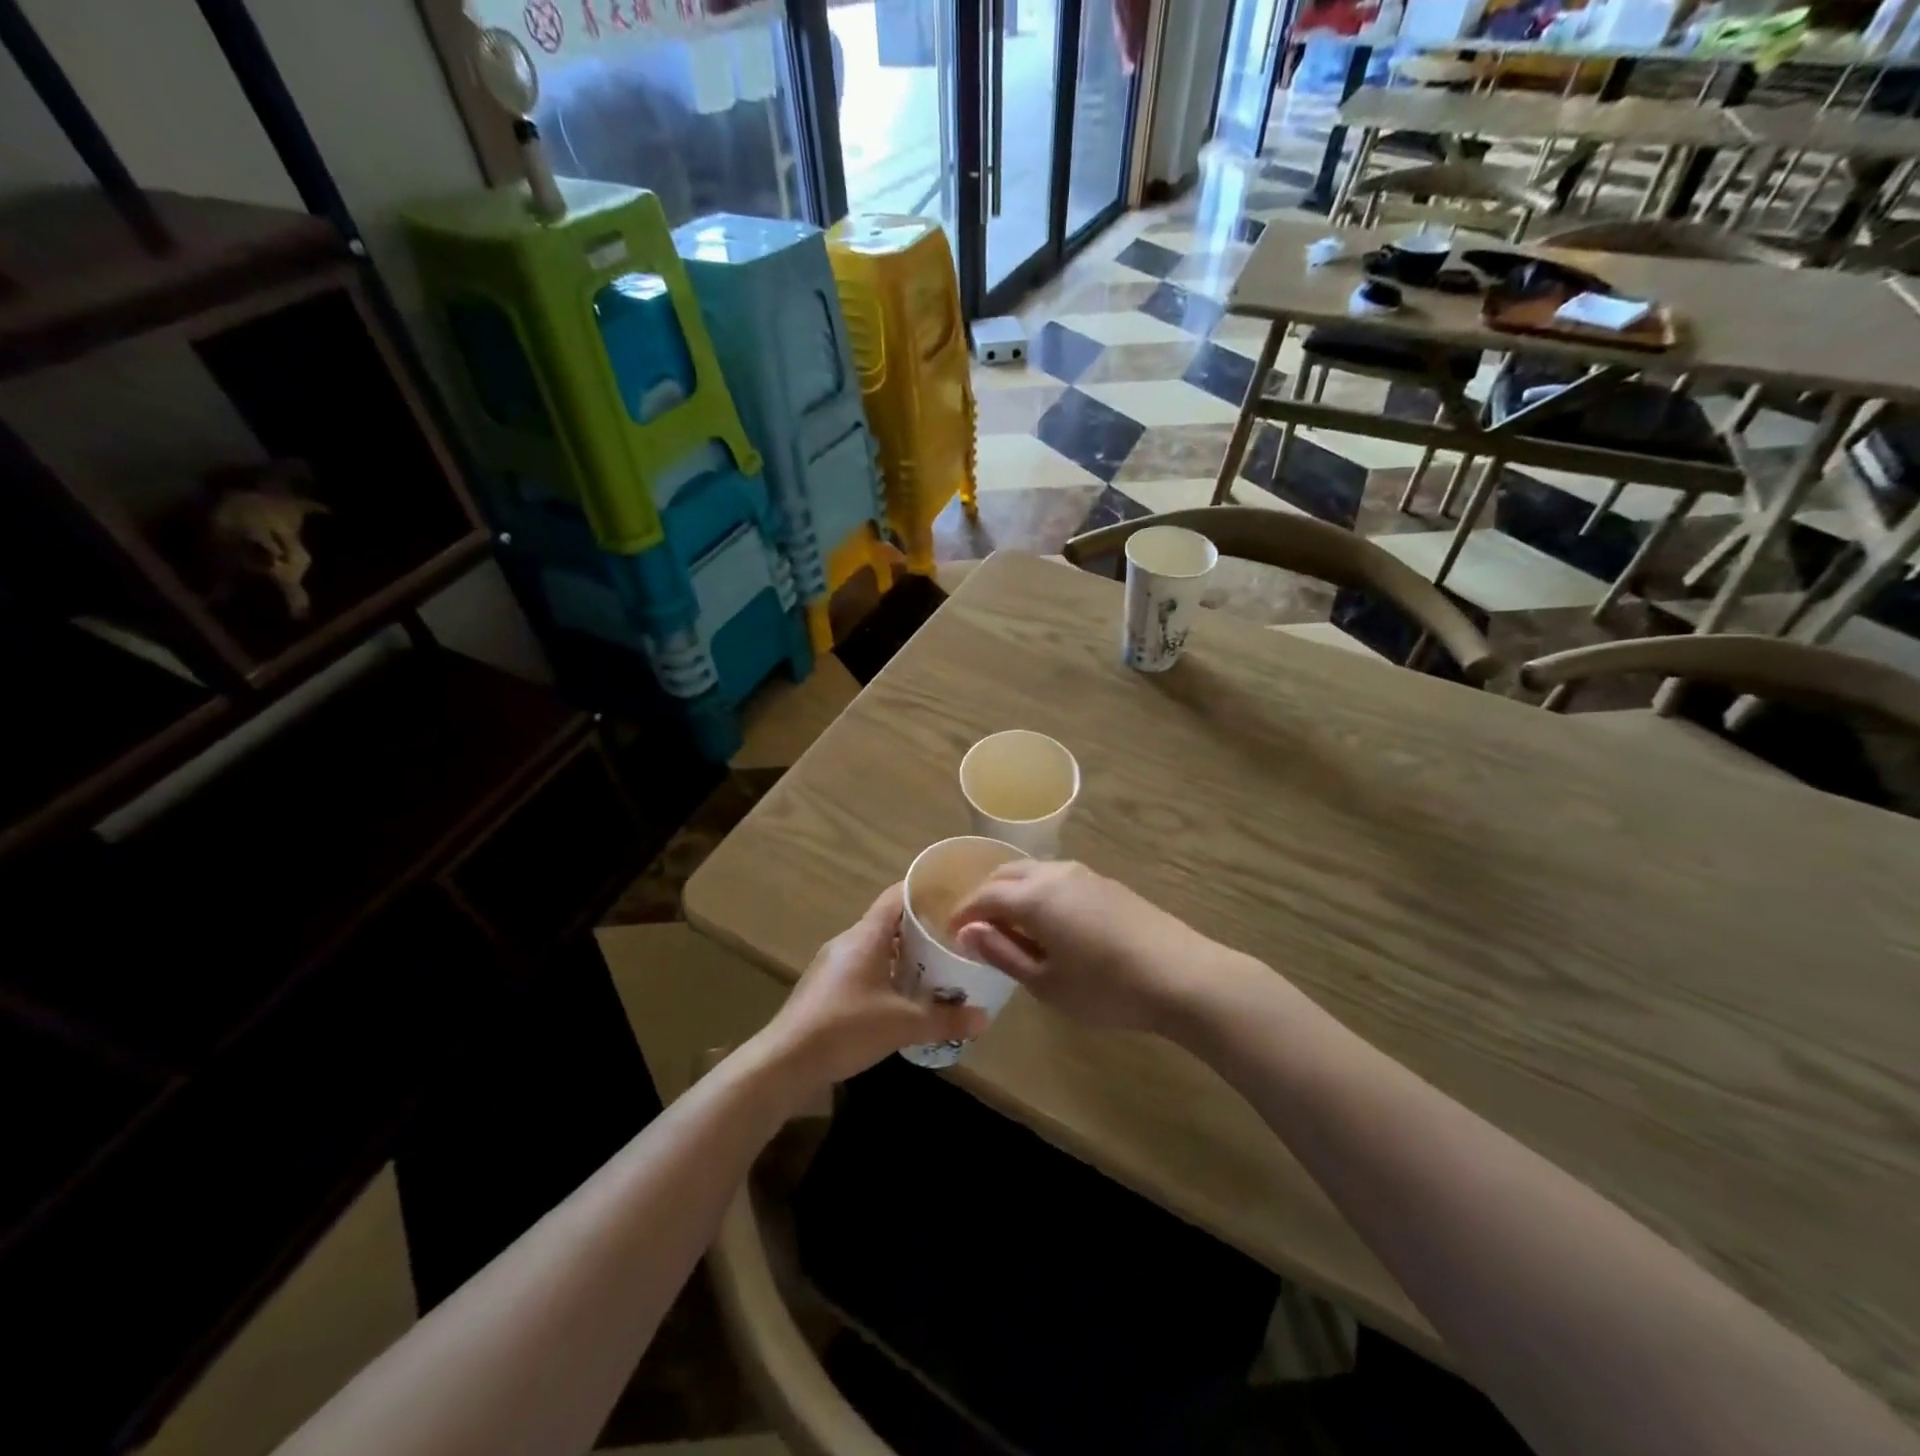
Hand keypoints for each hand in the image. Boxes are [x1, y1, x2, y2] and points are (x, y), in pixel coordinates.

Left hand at [757, 883, 986, 1090]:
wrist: (784, 1062)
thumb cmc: (845, 1028)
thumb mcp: (902, 1024)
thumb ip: (944, 1019)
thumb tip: (983, 1017)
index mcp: (866, 936)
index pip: (898, 896)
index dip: (926, 892)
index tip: (954, 897)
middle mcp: (848, 941)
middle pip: (890, 921)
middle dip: (922, 929)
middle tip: (955, 939)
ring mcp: (834, 964)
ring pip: (877, 947)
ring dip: (905, 955)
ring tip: (937, 968)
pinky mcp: (827, 987)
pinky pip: (864, 968)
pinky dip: (887, 974)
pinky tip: (904, 997)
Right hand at [951, 861, 1245, 1034]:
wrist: (1181, 976)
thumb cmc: (1105, 988)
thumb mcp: (1046, 983)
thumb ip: (1002, 953)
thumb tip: (967, 932)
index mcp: (1034, 896)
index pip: (984, 896)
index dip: (964, 914)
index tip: (953, 934)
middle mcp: (1056, 873)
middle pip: (1007, 874)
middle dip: (986, 896)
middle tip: (978, 928)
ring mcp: (1085, 875)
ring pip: (1035, 872)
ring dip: (1014, 892)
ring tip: (1012, 926)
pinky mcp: (1107, 884)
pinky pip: (1059, 879)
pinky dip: (1040, 893)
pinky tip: (1050, 923)